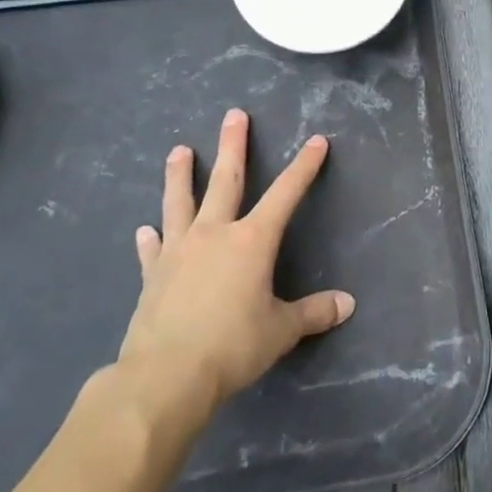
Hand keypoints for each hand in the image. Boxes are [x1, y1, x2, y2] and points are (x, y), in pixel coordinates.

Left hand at [116, 110, 354, 426]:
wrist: (165, 376)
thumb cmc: (232, 346)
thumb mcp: (281, 330)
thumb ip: (313, 313)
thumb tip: (347, 305)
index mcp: (252, 241)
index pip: (286, 194)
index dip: (304, 166)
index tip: (316, 140)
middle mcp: (214, 234)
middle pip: (226, 181)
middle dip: (233, 146)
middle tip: (234, 115)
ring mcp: (179, 251)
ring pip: (180, 203)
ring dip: (181, 175)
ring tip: (179, 150)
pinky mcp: (153, 276)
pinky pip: (152, 249)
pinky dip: (150, 238)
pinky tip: (144, 229)